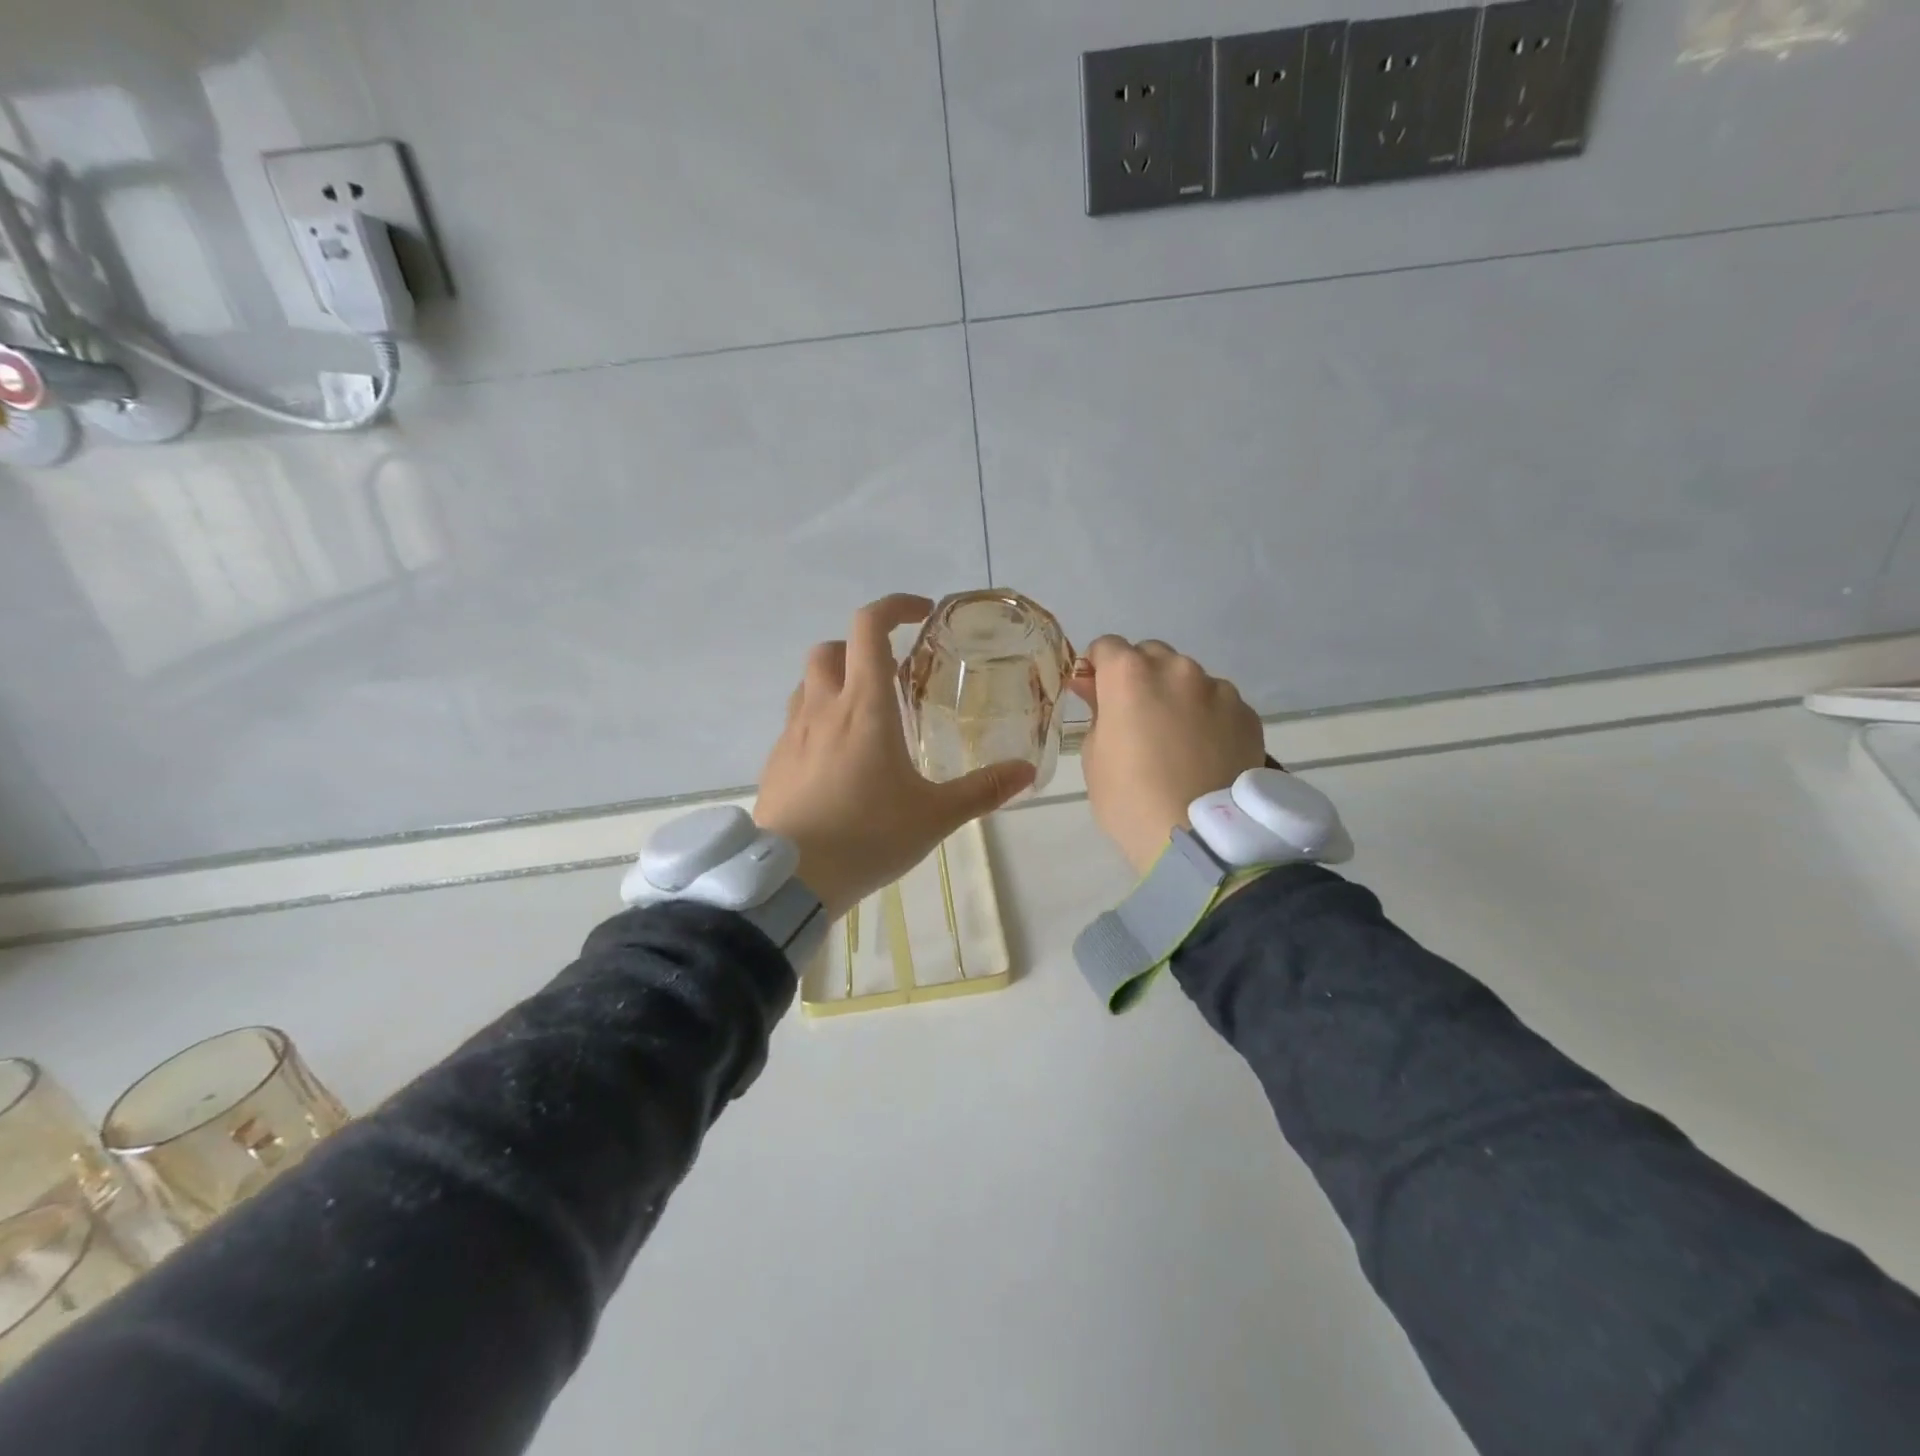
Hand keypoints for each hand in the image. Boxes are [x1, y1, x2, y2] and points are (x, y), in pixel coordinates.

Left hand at [754, 594, 1035, 920]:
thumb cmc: (868, 836)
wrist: (792, 879)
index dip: (894, 607)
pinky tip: (837, 759)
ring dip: (836, 681)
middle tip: (891, 676)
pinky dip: (818, 719)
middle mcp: (823, 707)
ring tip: (864, 716)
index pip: (869, 627)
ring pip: (808, 682)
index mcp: (864, 706)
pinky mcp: (775, 761)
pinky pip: (796, 721)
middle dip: (861, 648)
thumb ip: (983, 790)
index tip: (921, 614)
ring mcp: (793, 733)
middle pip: (832, 648)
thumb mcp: (934, 815)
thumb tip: (1026, 772)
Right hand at [1072, 636, 1266, 874]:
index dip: (1098, 668)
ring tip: (1178, 739)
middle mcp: (1176, 669)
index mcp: (1130, 674)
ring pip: (1189, 678)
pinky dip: (1208, 716)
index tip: (1097, 694)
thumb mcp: (1094, 756)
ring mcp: (1217, 689)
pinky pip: (1219, 703)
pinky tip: (1205, 751)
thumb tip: (1094, 687)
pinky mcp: (1247, 713)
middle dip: (1140, 675)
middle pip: (1151, 654)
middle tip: (1137, 717)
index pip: (1107, 646)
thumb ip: (1097, 711)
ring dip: (1177, 695)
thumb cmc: (1130, 799)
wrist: (1199, 838)